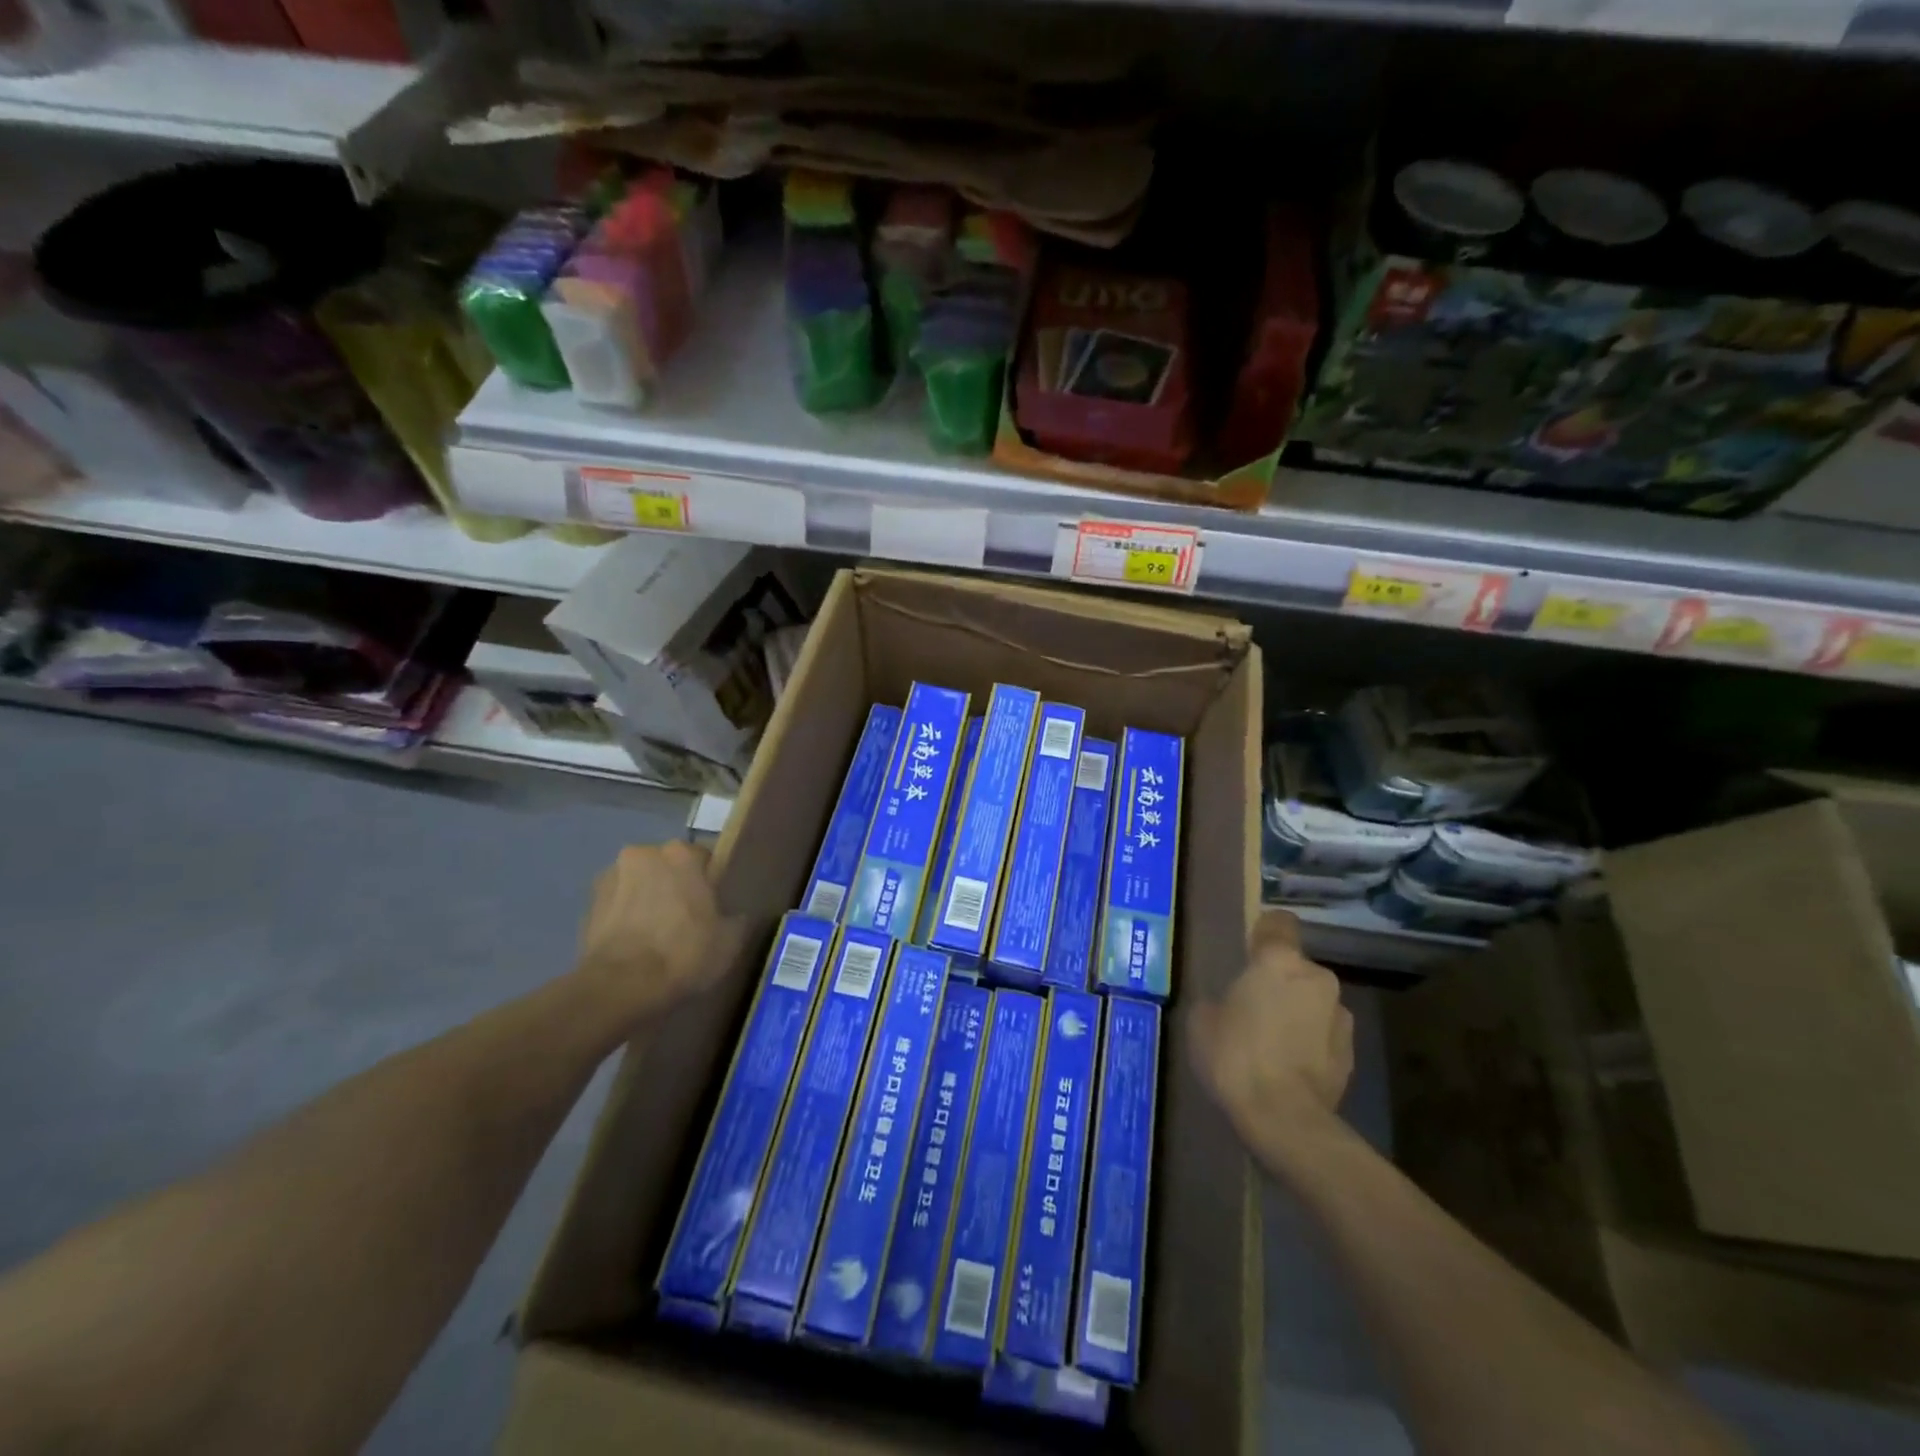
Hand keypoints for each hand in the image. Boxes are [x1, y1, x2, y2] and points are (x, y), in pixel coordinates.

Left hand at [573, 842, 743, 1027]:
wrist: (620, 987)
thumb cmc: (683, 953)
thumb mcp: (730, 940)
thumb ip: (737, 918)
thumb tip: (737, 915)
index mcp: (680, 853)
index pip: (703, 859)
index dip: (710, 883)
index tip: (713, 907)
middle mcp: (642, 854)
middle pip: (666, 868)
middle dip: (674, 886)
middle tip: (685, 920)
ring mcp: (609, 878)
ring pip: (639, 884)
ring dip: (647, 900)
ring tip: (656, 936)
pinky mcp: (586, 906)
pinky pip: (617, 906)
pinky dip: (625, 918)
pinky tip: (635, 946)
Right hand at [1189, 909, 1354, 1172]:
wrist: (1285, 1120)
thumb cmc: (1235, 1056)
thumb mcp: (1202, 1021)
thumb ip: (1219, 999)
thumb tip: (1228, 1004)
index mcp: (1279, 961)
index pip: (1279, 923)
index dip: (1265, 933)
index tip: (1250, 950)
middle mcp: (1317, 978)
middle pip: (1296, 968)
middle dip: (1279, 982)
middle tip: (1252, 1008)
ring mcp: (1340, 1017)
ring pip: (1313, 1002)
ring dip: (1297, 1013)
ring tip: (1271, 1044)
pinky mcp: (1352, 1054)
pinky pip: (1323, 1035)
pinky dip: (1309, 1043)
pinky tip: (1287, 1068)